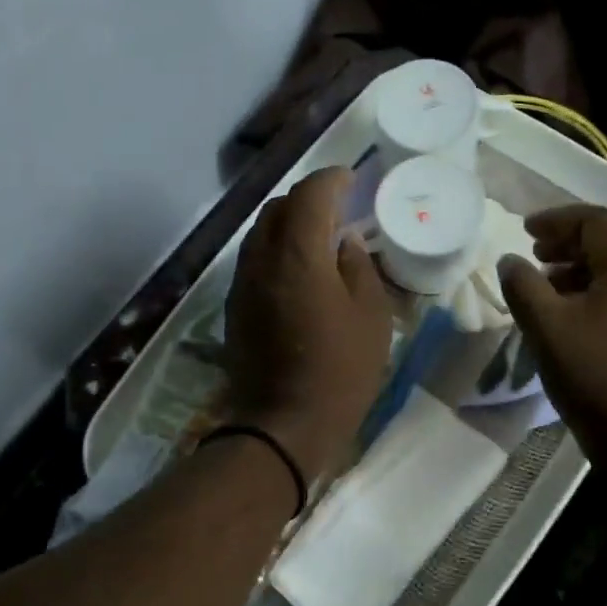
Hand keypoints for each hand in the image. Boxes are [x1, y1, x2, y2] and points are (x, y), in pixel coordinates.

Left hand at [223, 167, 392, 481]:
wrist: (283, 425)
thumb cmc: (340, 371)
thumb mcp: (371, 317)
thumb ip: (359, 267)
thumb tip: (345, 243)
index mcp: (298, 254)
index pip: (310, 194)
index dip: (332, 180)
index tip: (352, 180)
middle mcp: (261, 259)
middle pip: (278, 207)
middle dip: (308, 199)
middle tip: (338, 210)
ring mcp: (242, 283)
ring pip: (260, 233)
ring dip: (288, 224)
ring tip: (318, 239)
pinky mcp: (235, 306)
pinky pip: (255, 260)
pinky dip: (276, 251)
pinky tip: (299, 271)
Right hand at [498, 205, 606, 456]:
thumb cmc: (594, 373)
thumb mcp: (546, 326)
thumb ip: (523, 285)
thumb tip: (510, 261)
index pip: (596, 221)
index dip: (557, 220)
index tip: (525, 231)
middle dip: (569, 244)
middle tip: (535, 256)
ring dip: (583, 271)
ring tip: (550, 289)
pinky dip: (600, 294)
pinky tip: (577, 320)